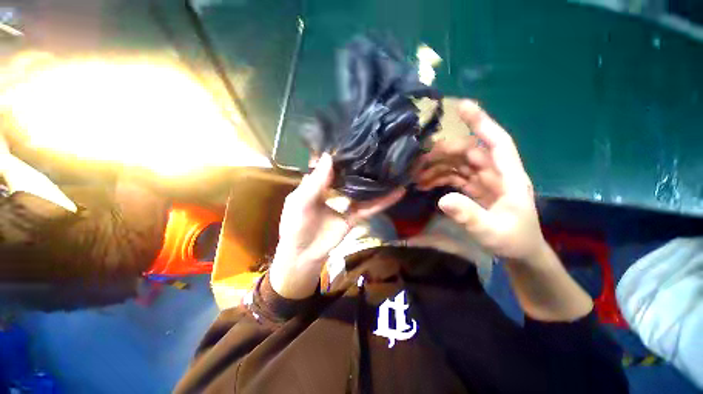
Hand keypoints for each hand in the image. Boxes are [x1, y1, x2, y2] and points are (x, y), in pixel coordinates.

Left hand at [270, 153, 404, 298]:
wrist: (303, 254)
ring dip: (377, 180)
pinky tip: (399, 191)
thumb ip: (315, 182)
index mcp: (318, 184)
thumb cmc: (295, 225)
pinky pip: (371, 207)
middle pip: (350, 174)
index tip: (354, 138)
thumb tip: (329, 156)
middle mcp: (334, 190)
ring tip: (393, 165)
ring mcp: (347, 203)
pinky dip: (384, 201)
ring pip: (364, 189)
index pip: (331, 164)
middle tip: (378, 147)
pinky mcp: (355, 216)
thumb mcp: (300, 201)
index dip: (340, 153)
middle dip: (362, 162)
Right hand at [415, 100, 545, 262]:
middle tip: (420, 159)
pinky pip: (456, 177)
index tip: (462, 106)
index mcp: (509, 177)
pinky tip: (426, 183)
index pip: (497, 142)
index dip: (481, 123)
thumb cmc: (513, 240)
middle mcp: (496, 174)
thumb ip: (469, 215)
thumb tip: (442, 199)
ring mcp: (485, 182)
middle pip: (469, 153)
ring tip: (418, 174)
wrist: (519, 253)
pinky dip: (440, 178)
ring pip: (459, 164)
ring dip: (439, 166)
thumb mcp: (491, 231)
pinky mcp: (475, 190)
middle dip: (445, 153)